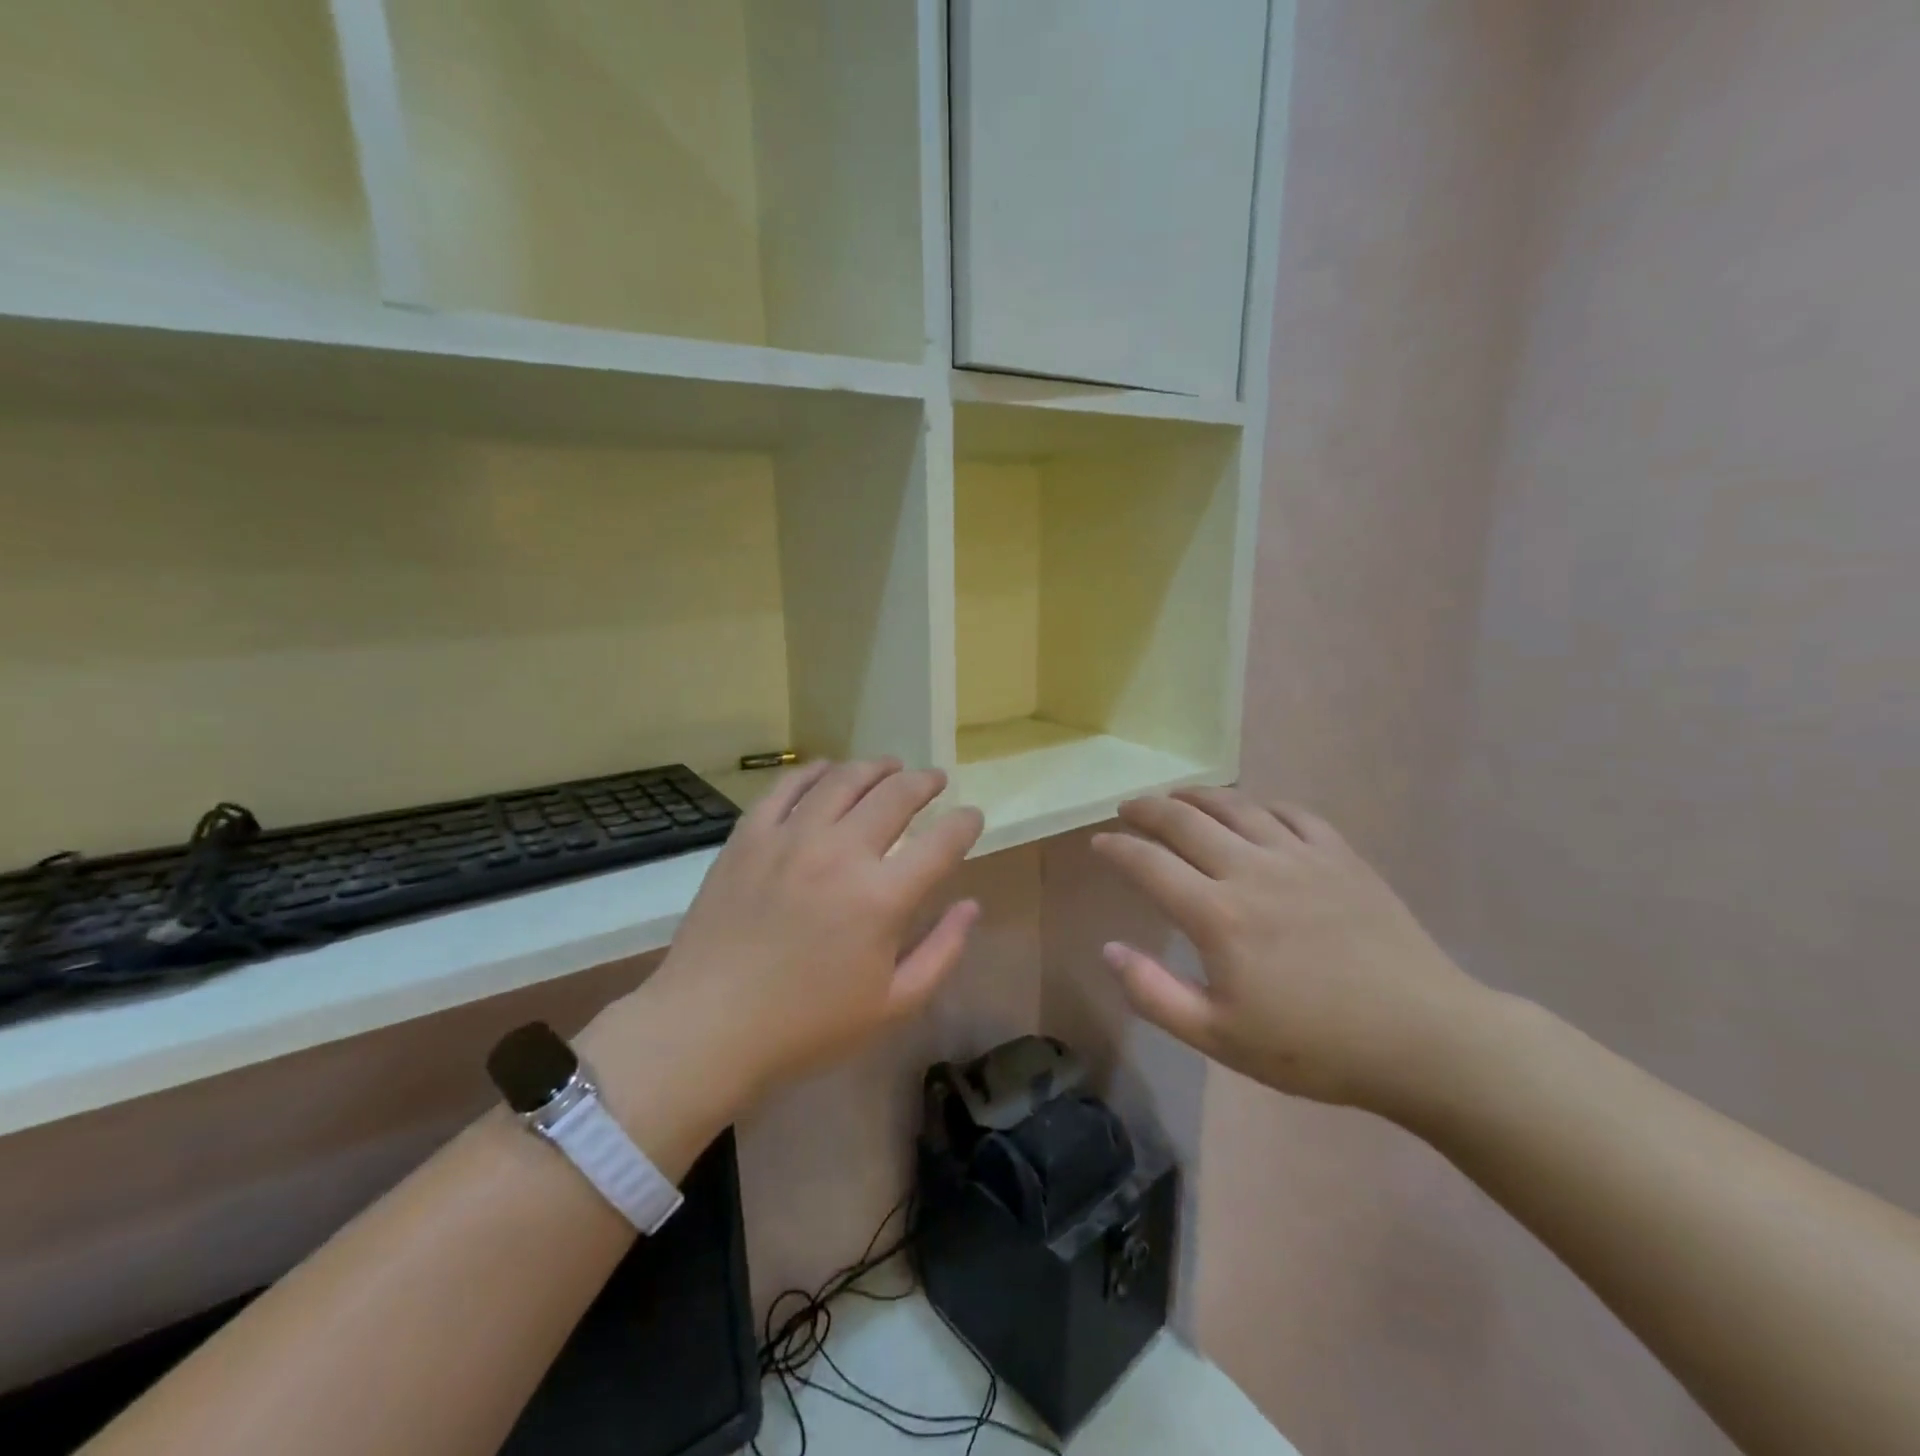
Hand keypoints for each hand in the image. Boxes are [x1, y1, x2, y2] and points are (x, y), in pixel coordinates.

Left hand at [588, 760, 984, 1124]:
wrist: (708, 1027)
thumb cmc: (807, 1026)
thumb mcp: (892, 1005)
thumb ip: (942, 952)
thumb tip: (970, 905)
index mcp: (882, 898)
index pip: (942, 842)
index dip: (965, 824)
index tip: (972, 817)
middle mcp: (841, 853)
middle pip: (896, 795)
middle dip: (925, 782)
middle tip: (935, 781)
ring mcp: (791, 838)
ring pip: (844, 780)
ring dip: (876, 767)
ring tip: (891, 766)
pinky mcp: (750, 836)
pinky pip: (787, 786)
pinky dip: (814, 771)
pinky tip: (828, 770)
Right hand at [1091, 788, 1493, 1118]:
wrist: (1423, 1039)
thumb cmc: (1315, 1047)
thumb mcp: (1220, 1038)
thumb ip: (1155, 994)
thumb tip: (1109, 949)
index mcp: (1217, 915)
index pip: (1148, 864)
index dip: (1117, 848)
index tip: (1099, 841)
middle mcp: (1251, 870)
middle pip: (1184, 820)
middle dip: (1146, 808)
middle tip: (1127, 808)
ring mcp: (1299, 856)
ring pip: (1234, 806)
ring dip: (1195, 797)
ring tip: (1176, 798)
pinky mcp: (1339, 855)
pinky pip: (1290, 812)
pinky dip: (1258, 805)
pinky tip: (1251, 812)